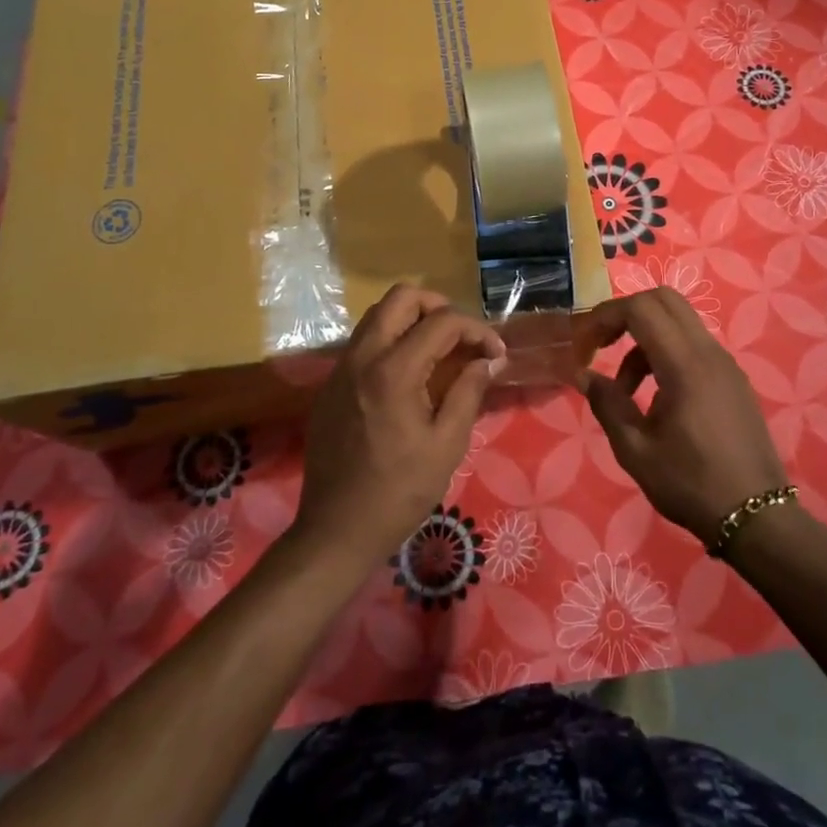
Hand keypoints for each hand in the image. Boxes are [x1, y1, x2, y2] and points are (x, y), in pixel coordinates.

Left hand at [295, 284, 506, 563]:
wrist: (336, 529)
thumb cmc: (399, 492)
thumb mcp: (447, 445)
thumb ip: (469, 392)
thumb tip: (488, 362)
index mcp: (393, 371)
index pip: (441, 322)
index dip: (476, 330)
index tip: (496, 354)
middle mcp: (362, 357)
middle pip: (401, 297)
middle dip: (439, 307)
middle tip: (462, 337)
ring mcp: (340, 369)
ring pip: (378, 315)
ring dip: (412, 320)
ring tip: (440, 351)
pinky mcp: (330, 385)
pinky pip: (363, 342)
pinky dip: (391, 340)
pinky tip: (409, 375)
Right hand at [578, 289, 786, 543]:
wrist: (757, 517)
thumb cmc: (691, 484)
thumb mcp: (636, 450)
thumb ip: (607, 404)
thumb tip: (584, 375)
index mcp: (685, 365)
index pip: (641, 308)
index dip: (605, 316)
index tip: (583, 344)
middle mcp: (709, 352)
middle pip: (664, 300)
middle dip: (625, 314)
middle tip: (600, 346)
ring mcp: (725, 364)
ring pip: (679, 322)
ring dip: (644, 338)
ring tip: (625, 389)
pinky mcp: (733, 379)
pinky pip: (694, 345)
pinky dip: (666, 353)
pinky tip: (656, 397)